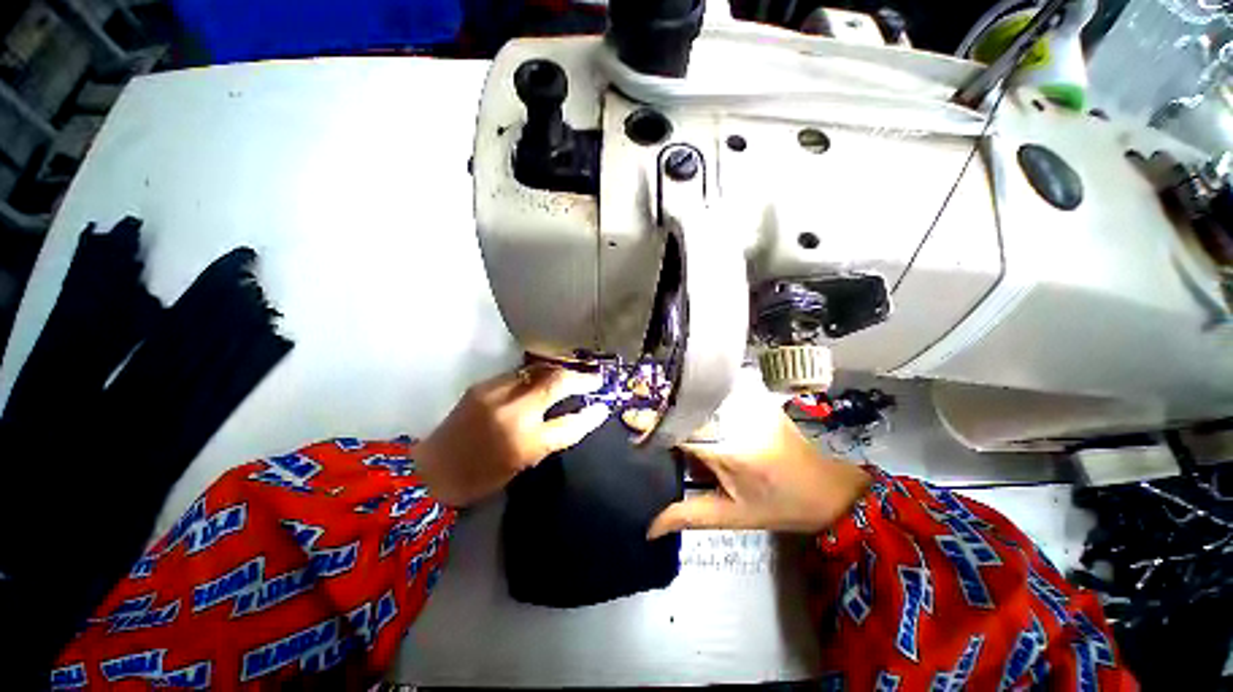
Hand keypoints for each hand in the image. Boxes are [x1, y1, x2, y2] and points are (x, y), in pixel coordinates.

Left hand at [416, 365, 607, 506]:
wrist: (431, 471)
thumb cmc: (480, 478)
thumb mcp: (522, 463)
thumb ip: (548, 438)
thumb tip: (571, 415)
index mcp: (525, 443)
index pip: (570, 425)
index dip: (591, 415)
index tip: (604, 407)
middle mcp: (514, 413)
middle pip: (557, 383)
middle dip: (581, 378)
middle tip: (596, 378)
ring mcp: (497, 394)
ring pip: (539, 371)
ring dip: (560, 371)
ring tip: (573, 373)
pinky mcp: (484, 385)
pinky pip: (520, 373)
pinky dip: (538, 374)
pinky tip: (544, 377)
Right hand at [624, 373, 869, 537]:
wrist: (825, 488)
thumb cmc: (777, 506)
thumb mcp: (731, 516)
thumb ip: (687, 516)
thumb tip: (648, 528)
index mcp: (727, 449)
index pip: (679, 429)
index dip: (651, 422)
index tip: (628, 414)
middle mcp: (736, 419)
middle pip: (687, 405)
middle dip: (661, 403)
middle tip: (638, 402)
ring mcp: (749, 403)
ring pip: (701, 395)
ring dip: (679, 397)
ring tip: (658, 399)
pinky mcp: (756, 397)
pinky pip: (718, 393)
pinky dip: (699, 395)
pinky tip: (690, 400)